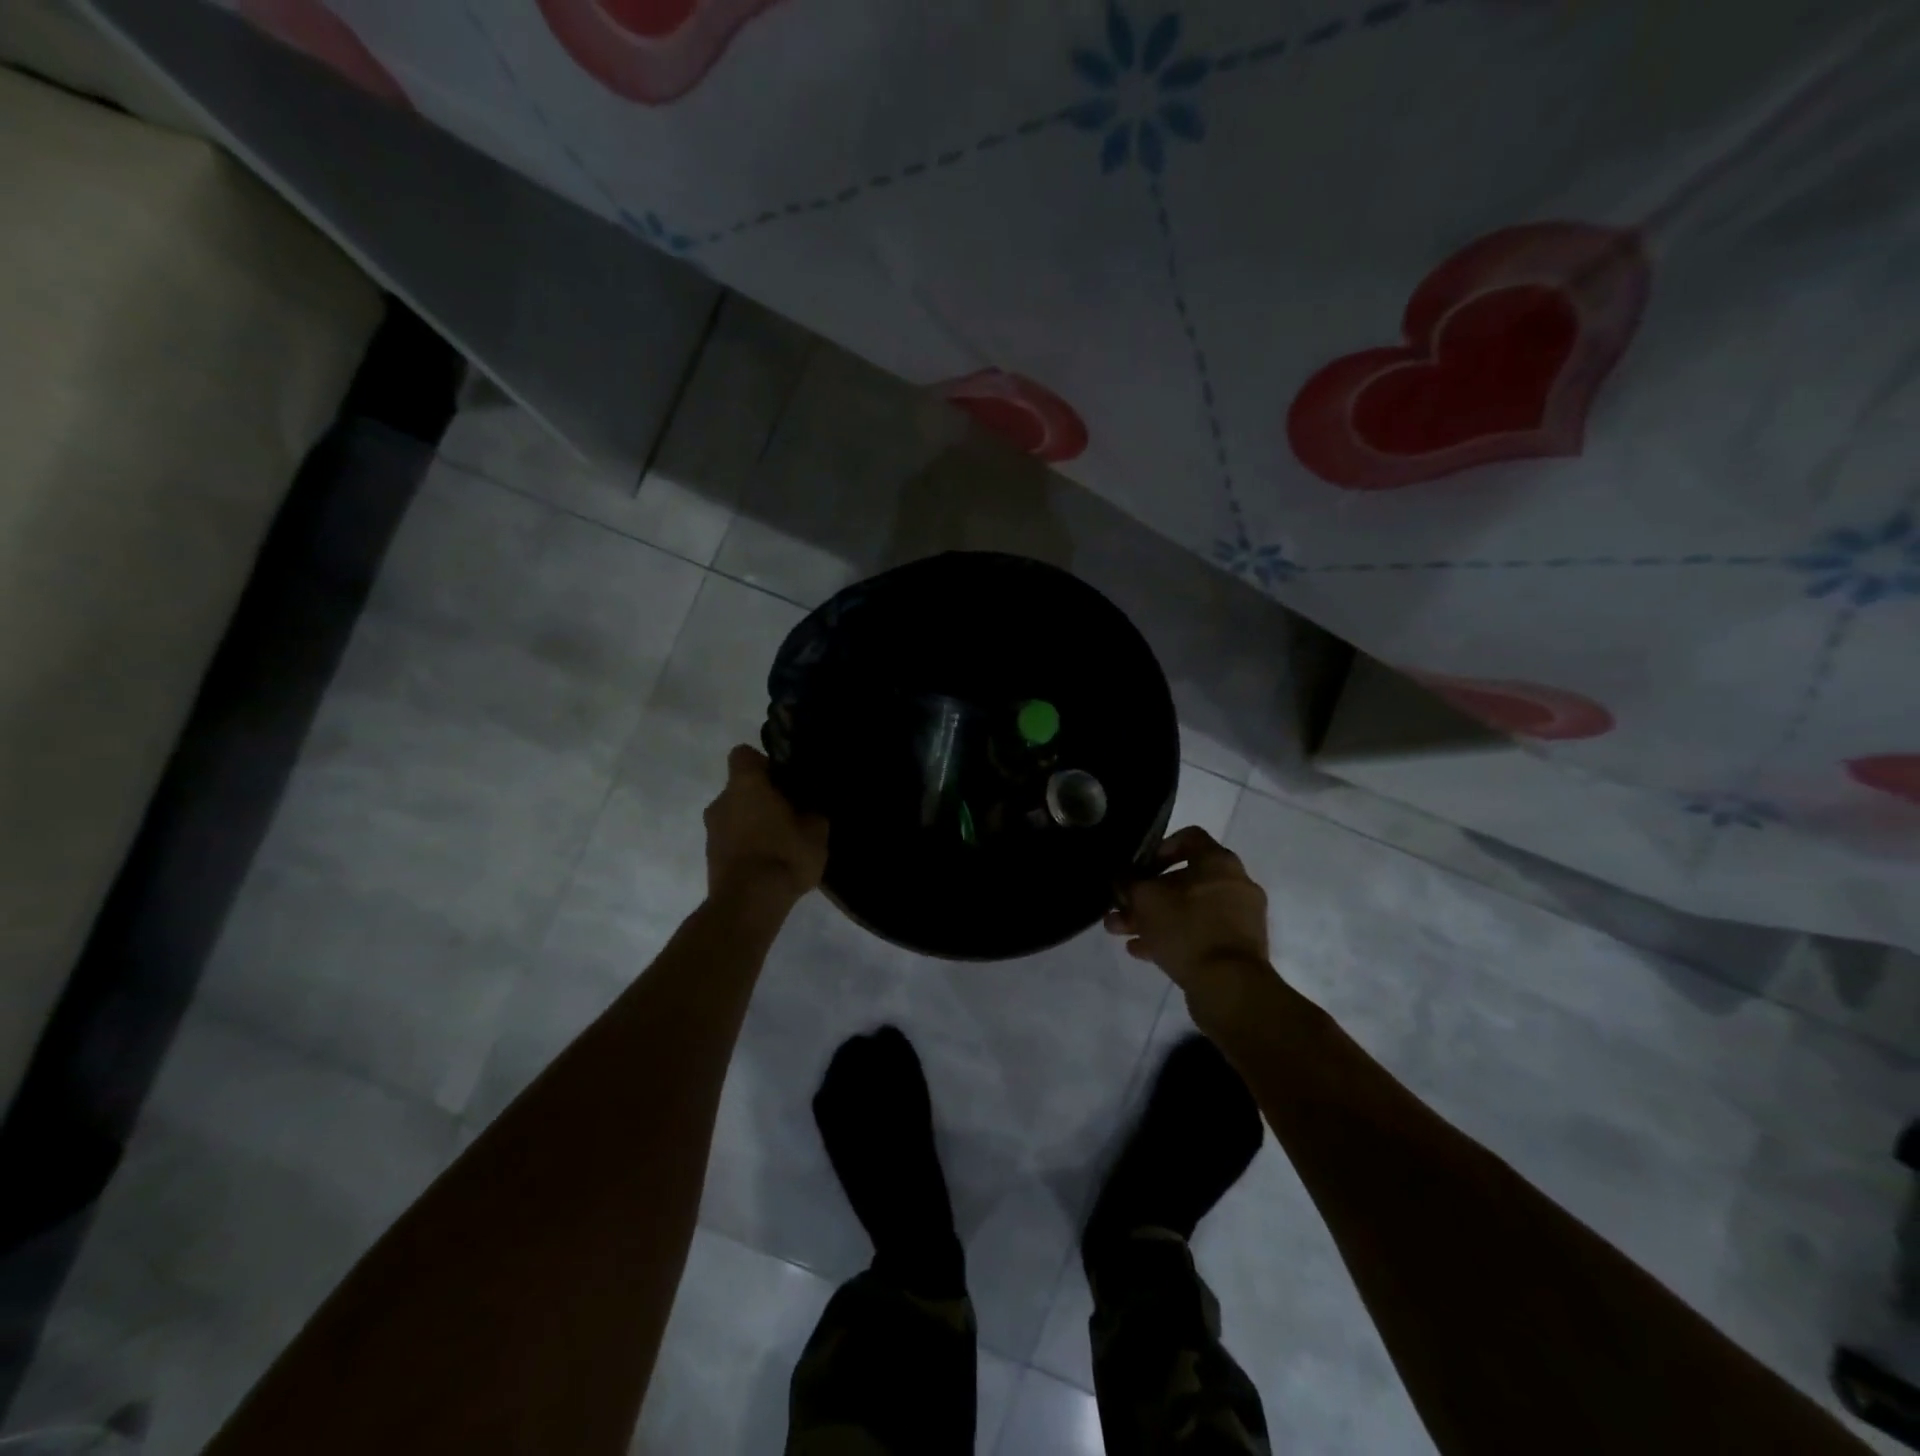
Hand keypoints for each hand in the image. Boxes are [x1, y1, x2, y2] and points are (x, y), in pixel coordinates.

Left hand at [704, 745, 829, 906]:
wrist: (748, 904)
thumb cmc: (783, 855)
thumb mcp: (816, 831)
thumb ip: (814, 811)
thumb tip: (812, 805)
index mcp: (745, 785)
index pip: (744, 754)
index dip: (764, 763)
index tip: (784, 780)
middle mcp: (721, 801)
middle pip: (741, 788)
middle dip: (762, 797)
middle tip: (790, 814)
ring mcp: (711, 832)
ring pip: (735, 815)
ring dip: (753, 823)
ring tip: (781, 843)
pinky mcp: (710, 858)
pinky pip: (732, 840)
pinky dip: (747, 845)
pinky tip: (769, 863)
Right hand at [1106, 827, 1273, 1016]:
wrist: (1229, 987)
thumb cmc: (1187, 929)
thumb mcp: (1145, 899)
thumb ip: (1128, 882)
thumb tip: (1120, 876)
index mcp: (1219, 862)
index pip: (1189, 837)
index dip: (1158, 848)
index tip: (1138, 867)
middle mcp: (1234, 884)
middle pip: (1183, 879)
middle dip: (1145, 894)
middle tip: (1119, 908)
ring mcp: (1239, 918)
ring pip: (1188, 909)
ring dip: (1153, 918)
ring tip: (1120, 932)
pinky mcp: (1237, 948)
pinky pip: (1199, 933)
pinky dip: (1172, 937)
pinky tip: (1141, 951)